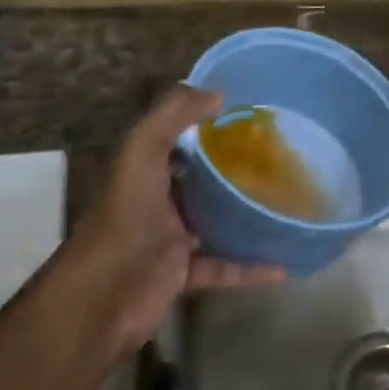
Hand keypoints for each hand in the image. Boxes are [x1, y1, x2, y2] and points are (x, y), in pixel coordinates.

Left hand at [69, 84, 284, 351]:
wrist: (104, 297)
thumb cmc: (125, 216)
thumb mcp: (142, 151)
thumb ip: (172, 115)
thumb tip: (219, 92)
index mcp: (145, 167)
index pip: (177, 137)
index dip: (206, 122)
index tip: (247, 114)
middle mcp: (157, 199)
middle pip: (199, 178)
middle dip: (231, 167)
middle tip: (277, 156)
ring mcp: (170, 238)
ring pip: (213, 221)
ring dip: (243, 215)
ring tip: (284, 204)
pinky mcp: (183, 274)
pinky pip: (224, 266)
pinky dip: (250, 266)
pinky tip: (283, 264)